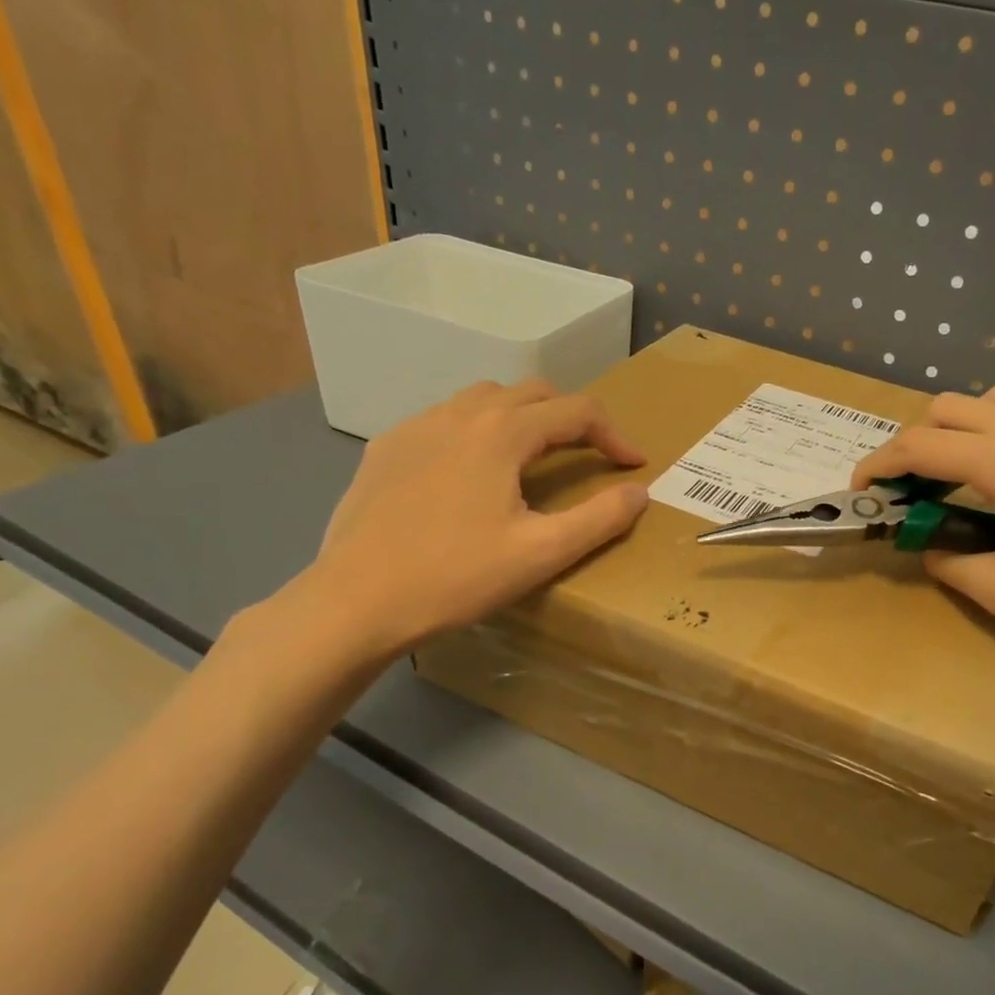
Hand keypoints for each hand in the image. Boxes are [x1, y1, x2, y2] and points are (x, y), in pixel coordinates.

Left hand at [306, 379, 648, 658]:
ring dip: (522, 416)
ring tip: (533, 455)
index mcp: (502, 433)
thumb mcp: (542, 553)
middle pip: (531, 393)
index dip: (614, 434)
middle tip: (590, 454)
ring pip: (484, 399)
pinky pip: (444, 420)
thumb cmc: (456, 577)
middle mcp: (460, 414)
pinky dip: (476, 431)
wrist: (355, 601)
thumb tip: (639, 492)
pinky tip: (470, 472)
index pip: (576, 411)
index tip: (634, 464)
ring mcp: (416, 427)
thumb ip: (600, 518)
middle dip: (570, 417)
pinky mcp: (386, 449)